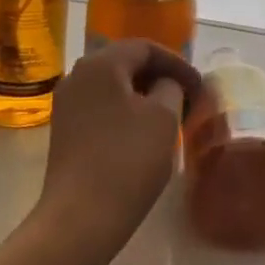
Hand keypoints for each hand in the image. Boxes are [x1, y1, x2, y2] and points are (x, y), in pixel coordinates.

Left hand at [39, 40, 201, 244]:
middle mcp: (77, 76)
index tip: (199, 86)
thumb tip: (166, 84)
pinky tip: (144, 133)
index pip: (145, 47)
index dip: (177, 63)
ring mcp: (67, 105)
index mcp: (100, 64)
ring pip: (113, 86)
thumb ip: (171, 88)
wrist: (82, 216)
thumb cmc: (128, 159)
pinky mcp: (65, 131)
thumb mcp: (163, 117)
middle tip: (188, 98)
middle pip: (126, 63)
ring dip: (144, 96)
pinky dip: (126, 112)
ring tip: (170, 116)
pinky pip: (101, 107)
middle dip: (160, 77)